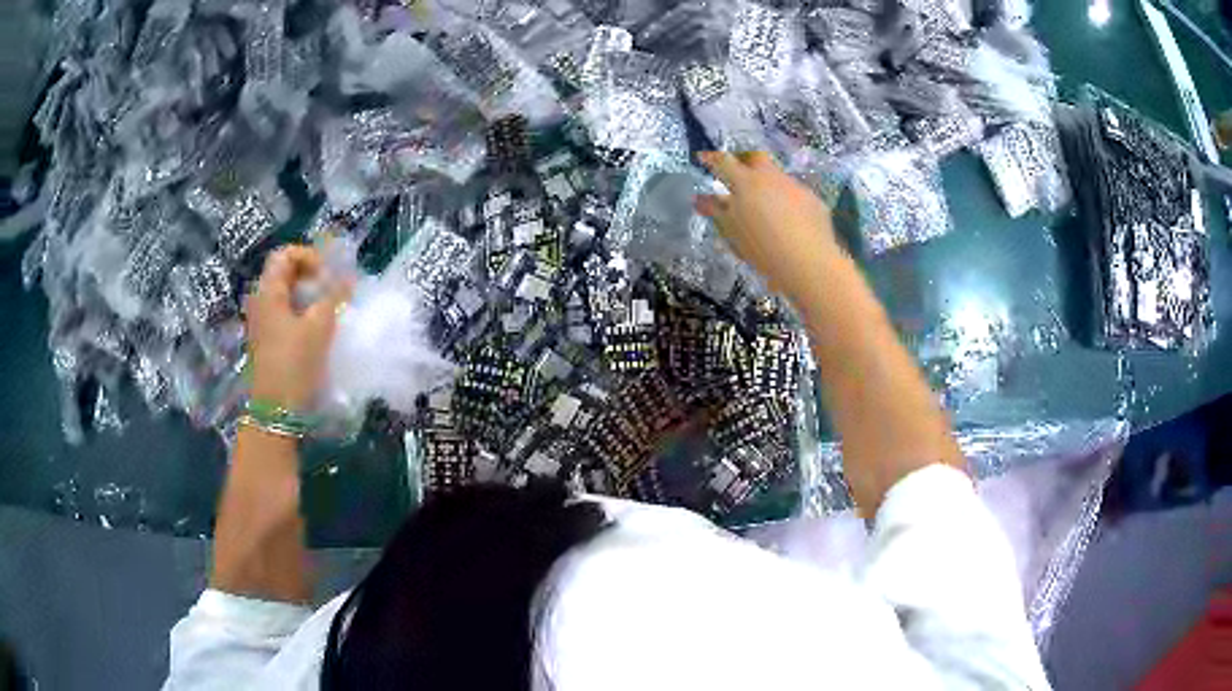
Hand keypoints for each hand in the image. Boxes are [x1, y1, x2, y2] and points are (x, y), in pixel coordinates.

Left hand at [246, 245, 348, 410]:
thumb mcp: (319, 327)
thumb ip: (334, 297)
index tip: (328, 275)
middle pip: (284, 272)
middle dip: (311, 275)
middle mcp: (259, 301)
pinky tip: (317, 328)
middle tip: (333, 290)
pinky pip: (284, 313)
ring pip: (285, 294)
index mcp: (268, 291)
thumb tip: (348, 278)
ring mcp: (261, 321)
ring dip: (308, 295)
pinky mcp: (266, 339)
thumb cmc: (294, 364)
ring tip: (329, 309)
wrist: (276, 411)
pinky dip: (301, 312)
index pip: (285, 254)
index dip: (309, 256)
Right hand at [695, 151, 839, 302]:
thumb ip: (715, 211)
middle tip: (740, 175)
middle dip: (746, 161)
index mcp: (745, 182)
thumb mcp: (732, 231)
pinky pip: (797, 195)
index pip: (724, 161)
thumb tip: (699, 199)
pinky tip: (791, 223)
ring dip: (770, 186)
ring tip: (767, 207)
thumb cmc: (761, 248)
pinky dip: (789, 203)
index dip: (712, 159)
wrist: (808, 262)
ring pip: (779, 177)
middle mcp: (771, 177)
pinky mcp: (814, 201)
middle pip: (756, 157)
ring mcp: (795, 187)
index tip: (704, 158)